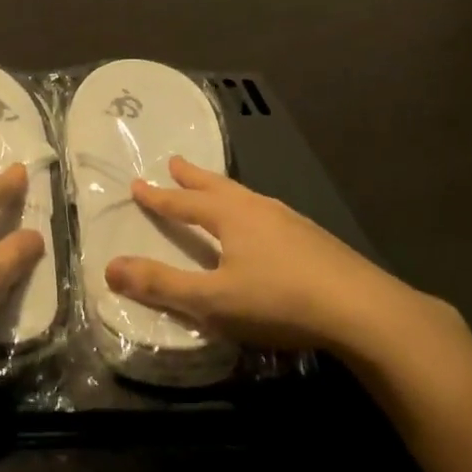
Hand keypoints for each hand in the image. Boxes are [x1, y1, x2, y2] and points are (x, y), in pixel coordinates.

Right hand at [107, 157, 430, 352]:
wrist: (362, 310)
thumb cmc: (279, 301)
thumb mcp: (213, 300)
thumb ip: (162, 284)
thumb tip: (109, 267)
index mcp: (231, 217)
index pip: (184, 204)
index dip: (158, 197)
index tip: (138, 184)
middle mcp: (258, 209)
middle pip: (217, 187)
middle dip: (193, 177)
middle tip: (175, 162)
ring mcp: (290, 221)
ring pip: (247, 197)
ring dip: (223, 190)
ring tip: (217, 190)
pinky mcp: (314, 238)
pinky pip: (269, 213)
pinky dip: (251, 209)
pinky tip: (264, 226)